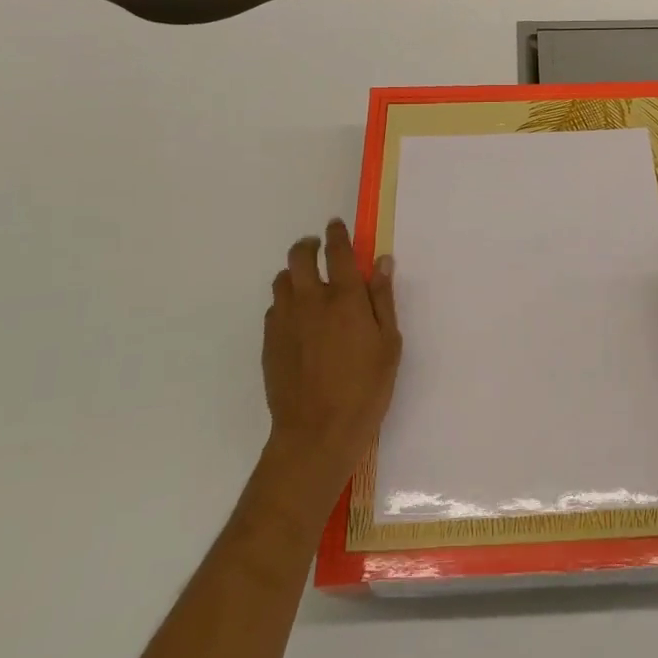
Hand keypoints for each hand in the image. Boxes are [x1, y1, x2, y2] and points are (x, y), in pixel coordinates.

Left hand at [261, 219, 401, 502]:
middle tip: (319, 248)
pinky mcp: (269, 341)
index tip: (337, 225)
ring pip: (282, 280)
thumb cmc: (365, 388)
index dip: (337, 234)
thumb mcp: (389, 343)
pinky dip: (286, 301)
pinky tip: (298, 318)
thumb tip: (381, 262)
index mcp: (344, 297)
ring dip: (295, 273)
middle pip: (299, 255)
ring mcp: (284, 320)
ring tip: (307, 283)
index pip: (338, 251)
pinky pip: (274, 308)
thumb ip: (382, 299)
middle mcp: (310, 300)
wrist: (317, 432)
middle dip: (309, 245)